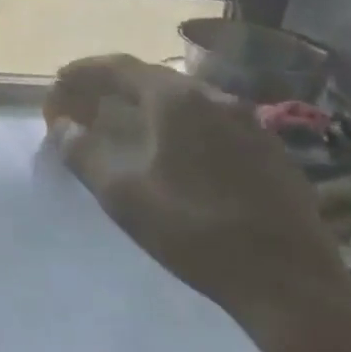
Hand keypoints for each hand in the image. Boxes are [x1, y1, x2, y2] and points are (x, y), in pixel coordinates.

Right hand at [54, 55, 350, 341]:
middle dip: (114, 87)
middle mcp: (215, 98)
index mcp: (176, 100)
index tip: (60, 81)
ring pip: (187, 100)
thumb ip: (84, 153)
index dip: (85, 71)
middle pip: (154, 79)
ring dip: (149, 106)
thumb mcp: (123, 195)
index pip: (120, 67)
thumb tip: (63, 126)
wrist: (290, 284)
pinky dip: (182, 125)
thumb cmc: (194, 231)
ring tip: (127, 125)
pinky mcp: (271, 151)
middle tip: (88, 104)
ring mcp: (250, 123)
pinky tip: (176, 152)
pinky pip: (213, 123)